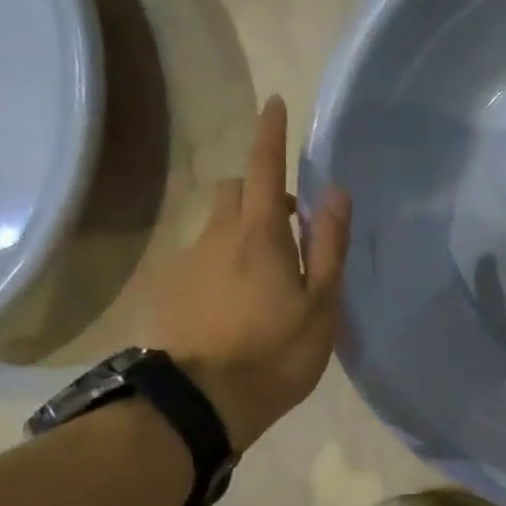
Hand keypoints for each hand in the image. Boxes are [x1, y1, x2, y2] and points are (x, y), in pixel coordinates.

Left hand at [146, 97, 351, 451]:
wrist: (200, 402)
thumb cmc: (274, 354)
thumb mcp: (320, 305)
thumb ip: (328, 247)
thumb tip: (335, 192)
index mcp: (259, 235)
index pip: (264, 168)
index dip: (270, 134)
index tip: (273, 103)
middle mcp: (217, 236)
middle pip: (233, 190)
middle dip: (259, 188)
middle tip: (288, 220)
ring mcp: (187, 262)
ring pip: (215, 225)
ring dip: (240, 227)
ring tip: (265, 270)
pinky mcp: (171, 290)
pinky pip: (200, 256)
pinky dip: (222, 259)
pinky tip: (235, 299)